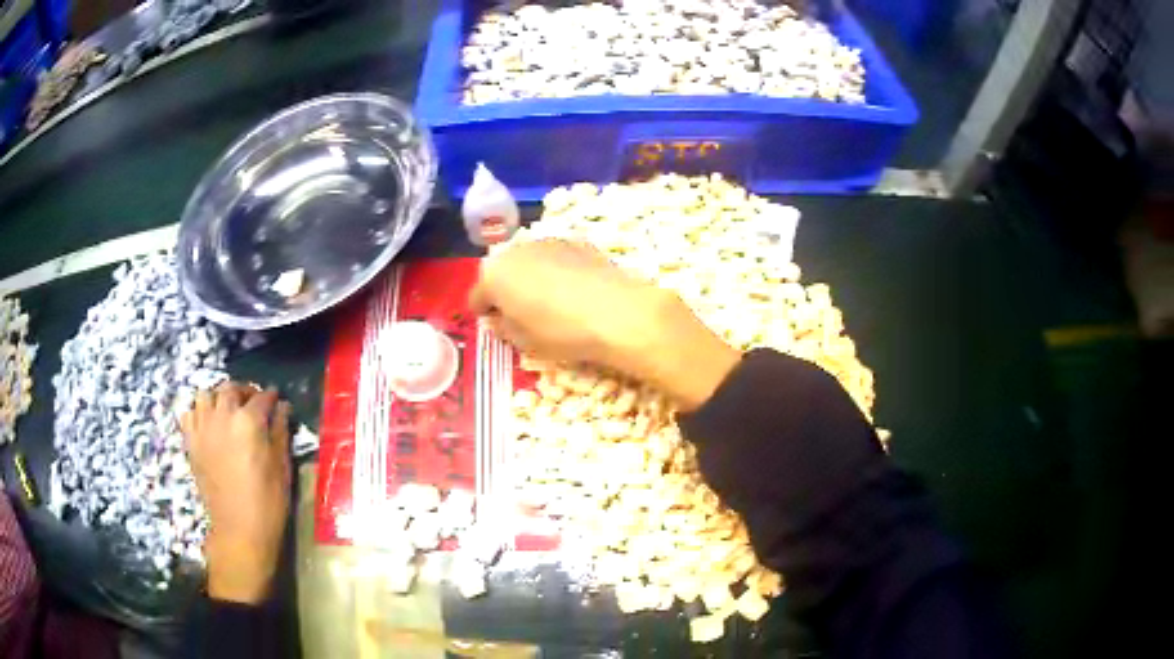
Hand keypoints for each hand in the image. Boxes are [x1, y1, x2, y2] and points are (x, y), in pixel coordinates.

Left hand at [181, 383, 290, 603]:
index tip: (277, 400)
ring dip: (218, 398)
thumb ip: (280, 431)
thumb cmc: (268, 501)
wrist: (239, 529)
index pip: (262, 397)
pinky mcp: (191, 442)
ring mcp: (203, 428)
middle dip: (244, 392)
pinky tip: (209, 424)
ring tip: (228, 411)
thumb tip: (282, 407)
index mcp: (249, 422)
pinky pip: (189, 414)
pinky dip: (199, 413)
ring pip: (206, 395)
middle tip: (253, 403)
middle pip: (231, 389)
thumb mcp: (281, 466)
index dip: (272, 397)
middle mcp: (222, 417)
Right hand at [469, 239, 739, 410]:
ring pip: (528, 262)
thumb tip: (498, 320)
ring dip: (530, 278)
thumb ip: (503, 328)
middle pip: (501, 273)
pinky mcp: (576, 241)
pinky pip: (555, 258)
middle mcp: (515, 251)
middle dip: (506, 291)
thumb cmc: (561, 332)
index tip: (494, 325)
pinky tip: (573, 291)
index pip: (477, 297)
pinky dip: (556, 271)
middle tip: (520, 314)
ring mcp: (547, 242)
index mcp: (494, 276)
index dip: (483, 314)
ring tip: (549, 302)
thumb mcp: (524, 342)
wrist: (618, 312)